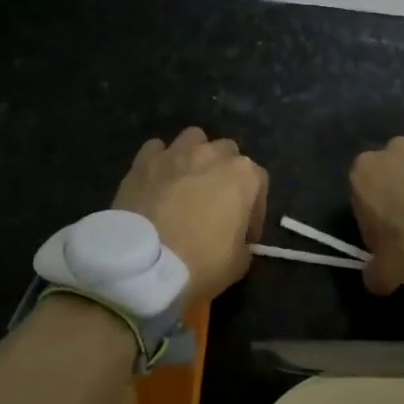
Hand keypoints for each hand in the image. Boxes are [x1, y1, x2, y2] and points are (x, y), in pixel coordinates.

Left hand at [113, 127, 267, 306]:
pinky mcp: (144, 160)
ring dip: (195, 156)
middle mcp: (212, 154)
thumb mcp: (238, 264)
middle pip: (227, 153)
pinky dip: (160, 161)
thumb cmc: (199, 263)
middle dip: (225, 175)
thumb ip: (244, 243)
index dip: (255, 209)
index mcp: (243, 175)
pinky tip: (157, 180)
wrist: (143, 265)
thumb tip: (236, 240)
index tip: (245, 235)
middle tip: (216, 205)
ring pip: (193, 139)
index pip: (260, 182)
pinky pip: (157, 149)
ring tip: (187, 182)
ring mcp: (176, 152)